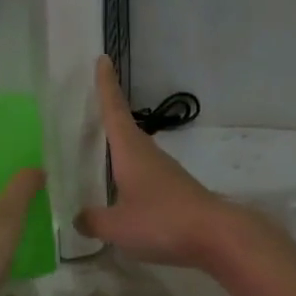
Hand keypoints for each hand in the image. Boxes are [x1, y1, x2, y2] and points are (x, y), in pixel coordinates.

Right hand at [76, 56, 239, 267]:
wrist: (216, 236)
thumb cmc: (162, 221)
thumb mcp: (118, 226)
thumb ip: (94, 221)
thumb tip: (79, 218)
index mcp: (131, 152)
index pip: (114, 111)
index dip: (106, 86)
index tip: (103, 59)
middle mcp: (149, 155)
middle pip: (126, 130)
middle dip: (110, 118)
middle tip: (92, 108)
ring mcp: (166, 173)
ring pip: (137, 155)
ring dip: (120, 151)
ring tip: (101, 156)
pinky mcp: (177, 192)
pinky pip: (146, 177)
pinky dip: (130, 178)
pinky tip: (124, 196)